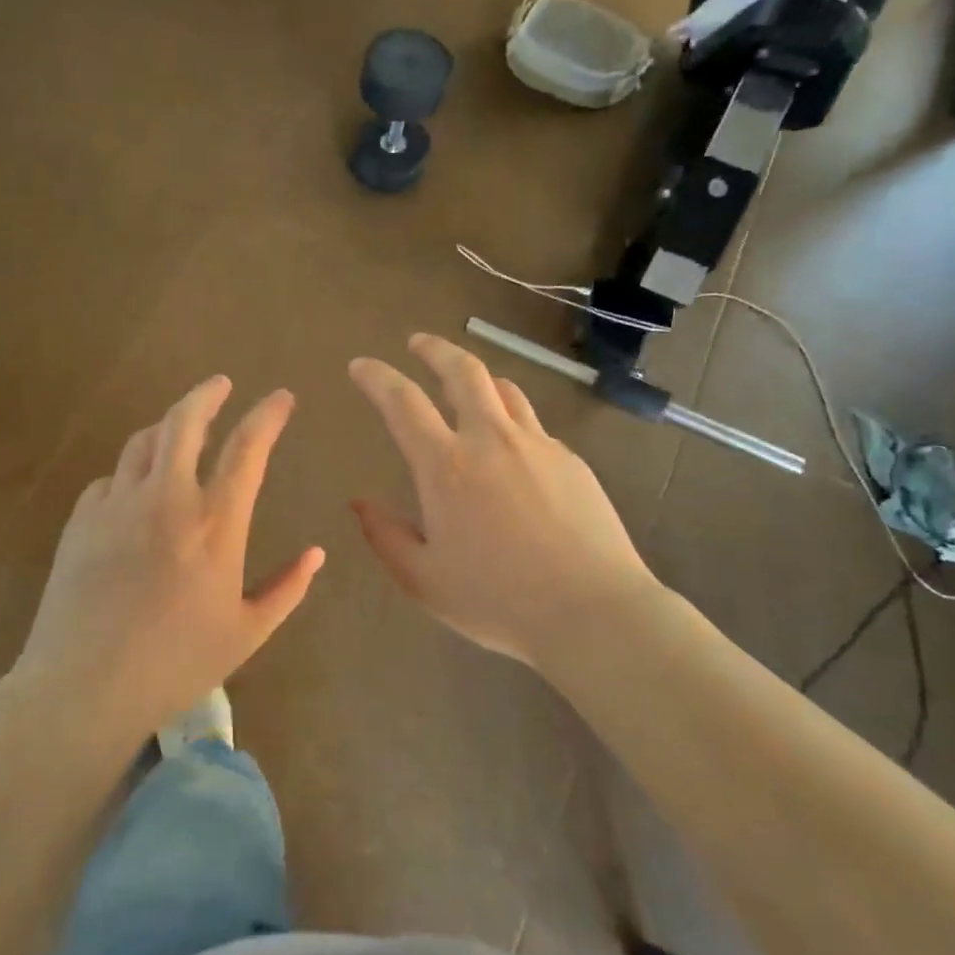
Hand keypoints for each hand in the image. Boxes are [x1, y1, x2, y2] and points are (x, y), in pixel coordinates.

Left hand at [14, 377, 325, 742]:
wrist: (85, 688)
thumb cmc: (177, 663)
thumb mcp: (247, 632)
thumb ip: (287, 588)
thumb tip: (317, 553)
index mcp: (215, 523)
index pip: (248, 448)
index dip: (268, 415)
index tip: (283, 398)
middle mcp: (167, 499)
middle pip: (185, 421)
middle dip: (207, 393)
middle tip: (222, 384)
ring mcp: (118, 504)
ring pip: (144, 441)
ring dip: (168, 426)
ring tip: (181, 429)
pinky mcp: (82, 520)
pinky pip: (111, 479)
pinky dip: (132, 473)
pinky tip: (137, 490)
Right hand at [349, 335, 656, 670]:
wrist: (593, 611)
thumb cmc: (498, 601)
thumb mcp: (424, 580)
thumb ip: (386, 536)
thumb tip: (361, 503)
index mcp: (447, 466)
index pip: (402, 402)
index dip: (377, 377)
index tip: (361, 365)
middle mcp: (491, 440)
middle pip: (463, 371)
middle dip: (435, 349)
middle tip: (418, 343)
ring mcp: (538, 445)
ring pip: (505, 390)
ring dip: (479, 379)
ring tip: (468, 386)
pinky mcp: (572, 461)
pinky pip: (535, 427)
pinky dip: (513, 423)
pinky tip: (514, 453)